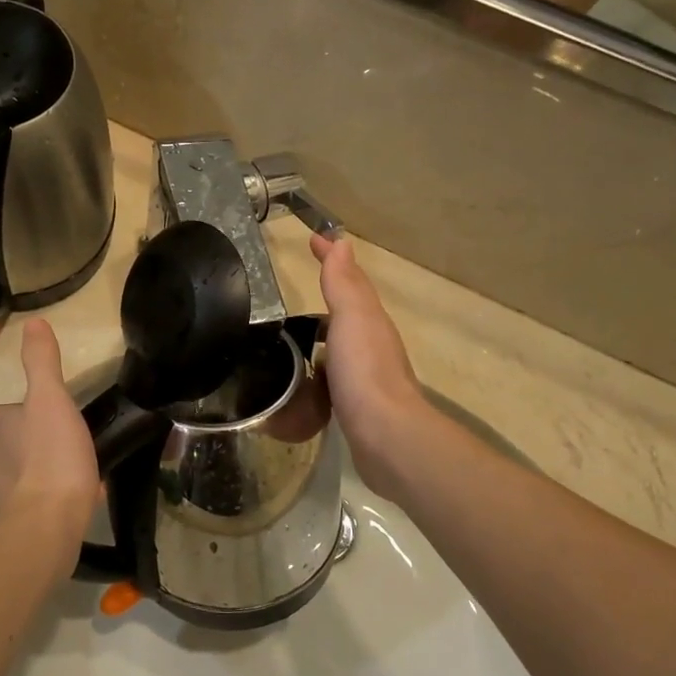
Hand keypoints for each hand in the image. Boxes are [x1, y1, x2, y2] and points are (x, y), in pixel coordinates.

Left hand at [0, 321, 99, 554]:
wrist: (40, 531)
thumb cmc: (52, 460)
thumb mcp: (53, 400)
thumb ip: (43, 361)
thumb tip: (34, 322)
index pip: (26, 408)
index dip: (53, 416)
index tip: (75, 429)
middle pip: (27, 440)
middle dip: (52, 446)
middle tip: (82, 458)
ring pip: (29, 472)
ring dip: (51, 474)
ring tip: (81, 485)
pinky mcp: (0, 521)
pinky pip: (29, 502)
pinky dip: (47, 502)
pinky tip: (71, 510)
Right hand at [309, 235, 431, 498]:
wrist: (385, 436)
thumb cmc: (365, 372)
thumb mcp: (352, 319)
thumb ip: (344, 284)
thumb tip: (342, 242)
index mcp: (369, 322)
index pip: (349, 280)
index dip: (331, 259)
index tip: (312, 239)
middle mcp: (371, 346)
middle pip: (348, 312)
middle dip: (328, 297)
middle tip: (297, 291)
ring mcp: (364, 378)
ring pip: (340, 347)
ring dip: (321, 337)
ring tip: (290, 338)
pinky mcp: (353, 407)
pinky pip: (331, 378)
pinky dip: (316, 372)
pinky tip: (302, 382)